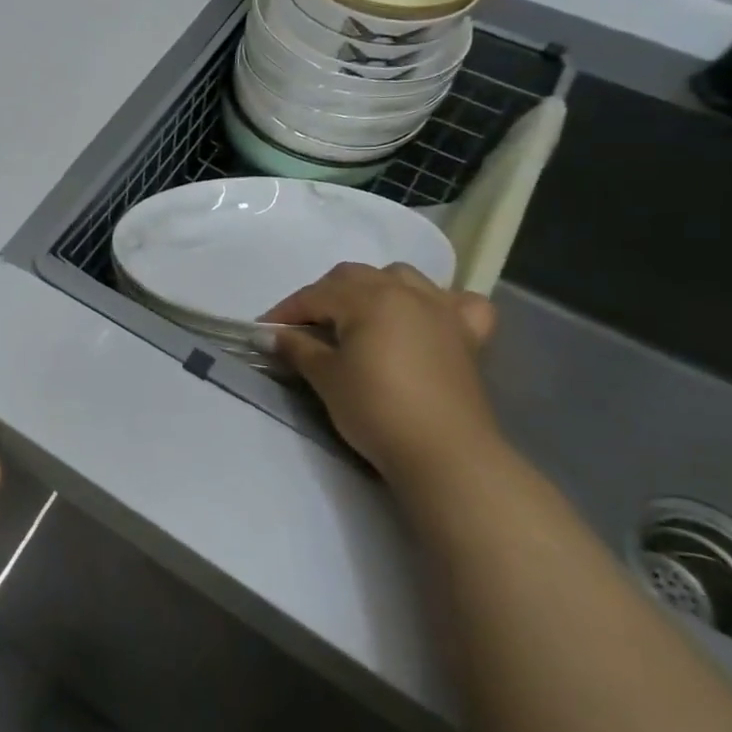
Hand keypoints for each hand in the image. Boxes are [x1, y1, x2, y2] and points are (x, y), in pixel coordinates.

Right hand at [265, 263, 504, 486]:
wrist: (445, 454)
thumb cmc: (376, 409)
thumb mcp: (325, 377)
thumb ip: (296, 347)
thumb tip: (270, 335)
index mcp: (368, 299)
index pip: (314, 295)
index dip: (284, 312)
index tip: (263, 332)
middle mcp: (406, 293)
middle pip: (354, 277)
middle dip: (323, 295)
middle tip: (305, 326)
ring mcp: (443, 311)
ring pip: (401, 277)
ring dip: (373, 288)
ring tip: (358, 316)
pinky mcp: (469, 336)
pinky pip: (458, 302)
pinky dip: (439, 302)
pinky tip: (425, 318)